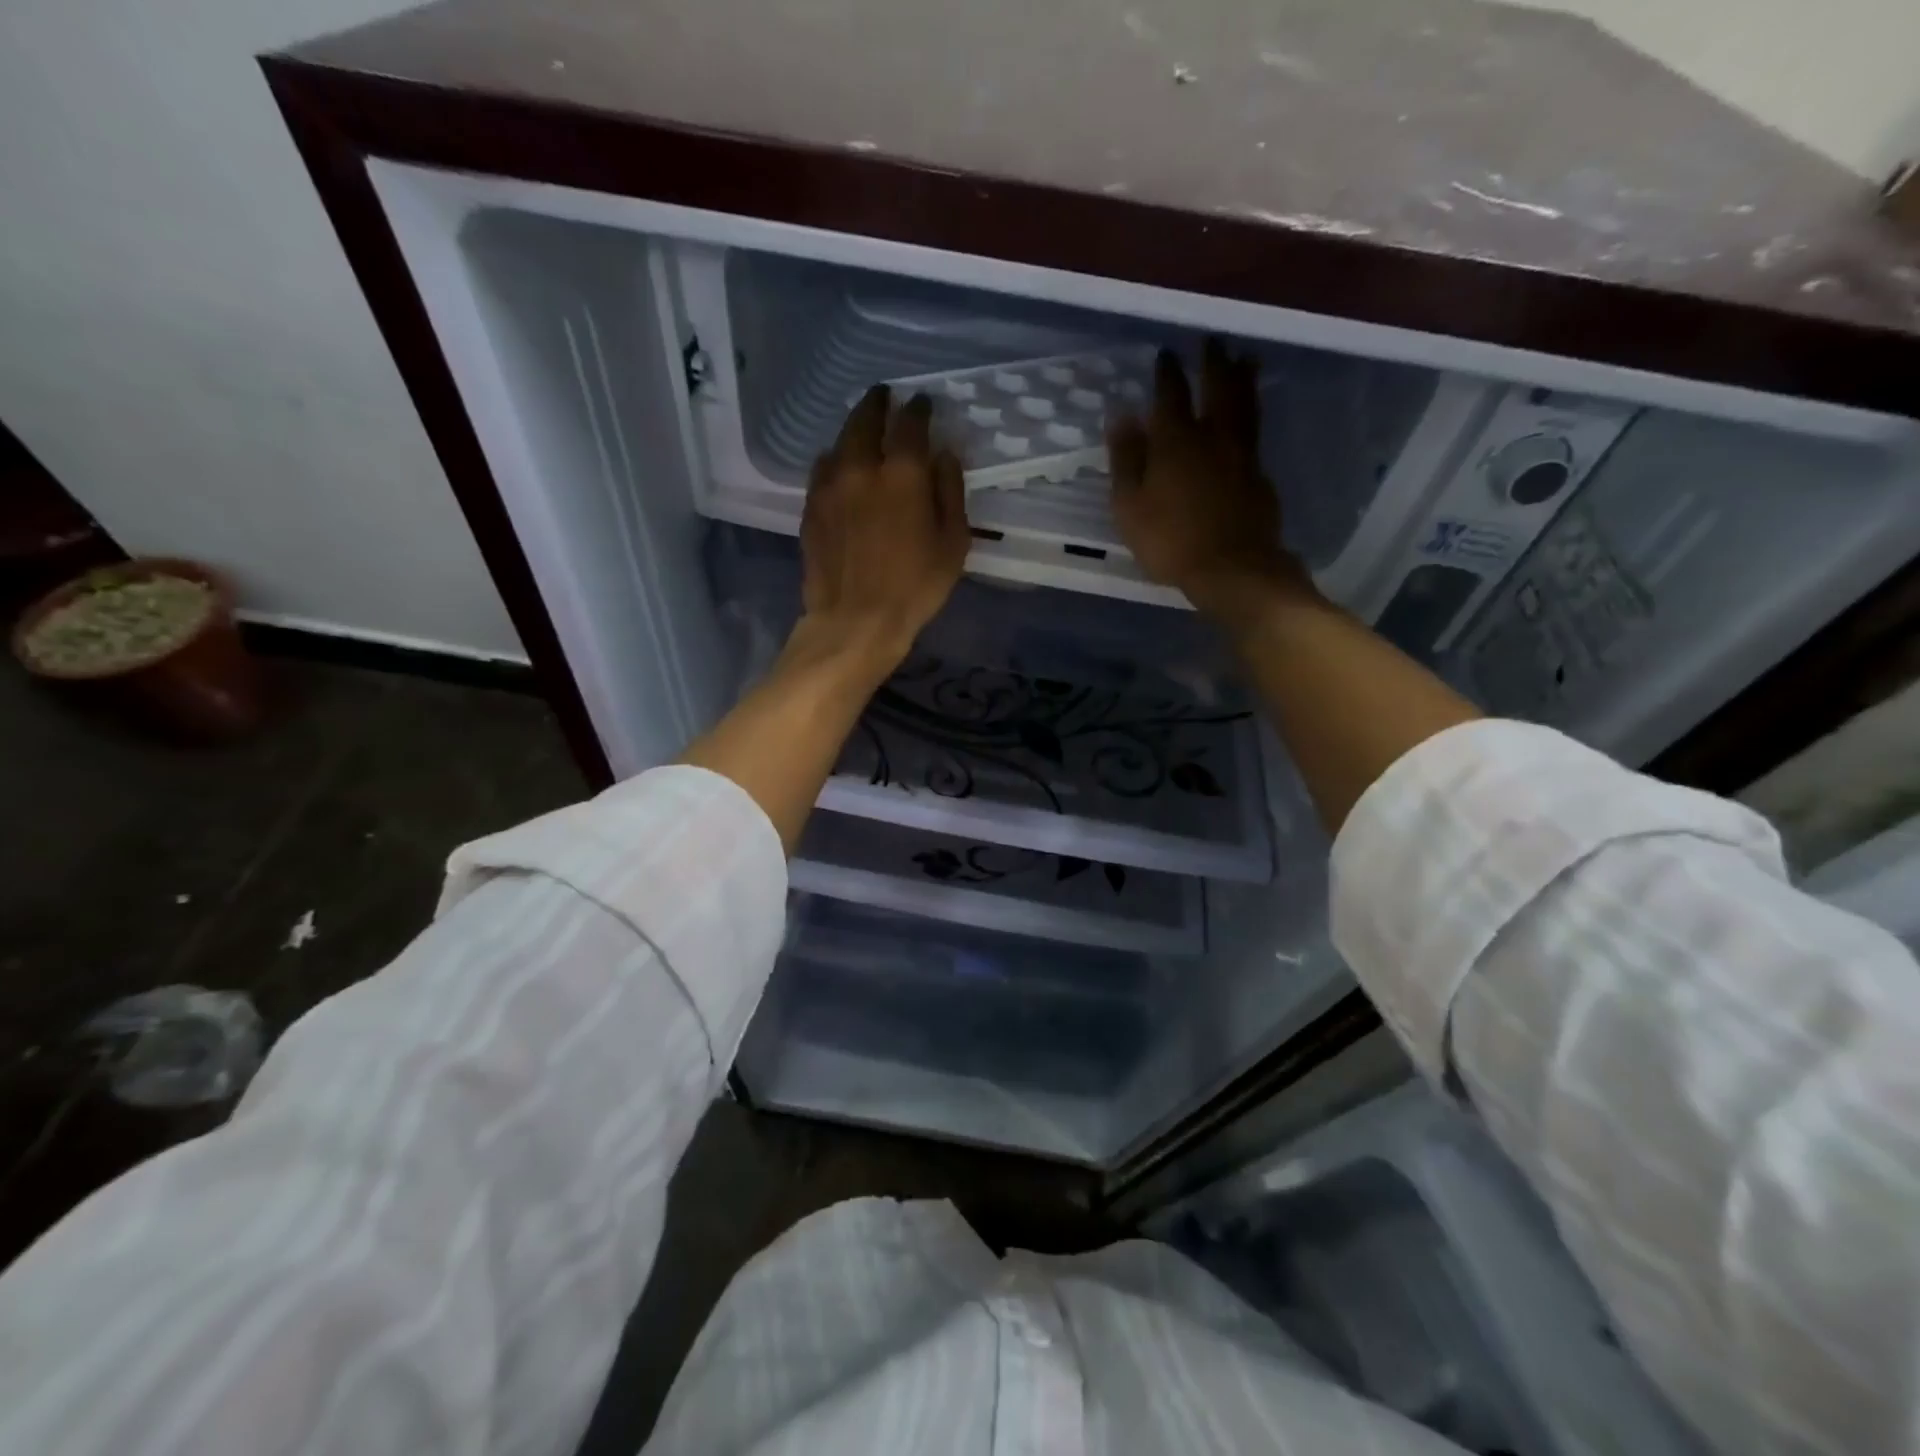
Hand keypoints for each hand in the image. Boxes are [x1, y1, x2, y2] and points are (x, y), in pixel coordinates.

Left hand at [798, 385, 969, 671]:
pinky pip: (822, 469)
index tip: (923, 403)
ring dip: (853, 429)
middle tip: (885, 396)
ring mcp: (829, 486)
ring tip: (863, 429)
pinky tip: (840, 467)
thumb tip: (943, 455)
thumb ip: (950, 491)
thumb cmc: (915, 586)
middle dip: (878, 403)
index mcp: (902, 474)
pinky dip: (835, 459)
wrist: (855, 620)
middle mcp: (861, 467)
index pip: (910, 424)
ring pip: (839, 441)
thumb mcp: (952, 542)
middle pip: (865, 419)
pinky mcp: (811, 508)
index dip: (919, 409)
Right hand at [1108, 341, 1307, 622]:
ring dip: (1244, 378)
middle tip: (1213, 341)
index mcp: (1176, 441)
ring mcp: (1242, 454)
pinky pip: (1255, 433)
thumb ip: (1126, 459)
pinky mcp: (1260, 476)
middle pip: (1217, 388)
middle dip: (1213, 362)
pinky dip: (1253, 414)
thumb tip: (1122, 416)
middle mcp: (1212, 437)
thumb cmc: (1170, 541)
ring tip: (1246, 359)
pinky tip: (1250, 415)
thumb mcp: (1130, 506)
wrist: (1232, 568)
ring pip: (1245, 404)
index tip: (1166, 354)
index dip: (1168, 372)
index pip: (1171, 394)